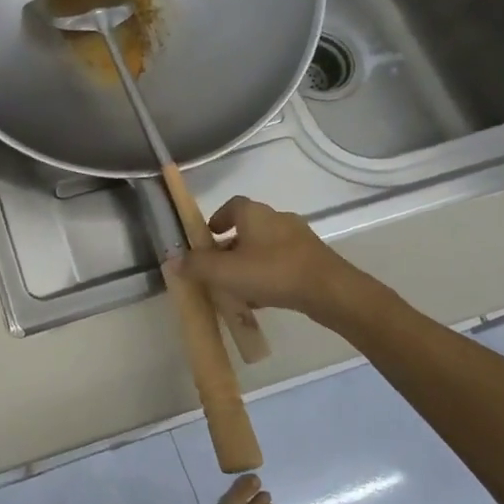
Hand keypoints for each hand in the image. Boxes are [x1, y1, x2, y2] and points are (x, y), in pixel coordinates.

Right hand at [170, 195, 377, 322]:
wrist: (330, 291)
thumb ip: (197, 266)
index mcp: (254, 213)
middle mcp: (276, 218)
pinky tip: (265, 297)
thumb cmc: (273, 272)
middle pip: (248, 228)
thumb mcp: (225, 272)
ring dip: (251, 262)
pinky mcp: (313, 258)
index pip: (231, 206)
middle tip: (219, 268)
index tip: (208, 237)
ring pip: (266, 247)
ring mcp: (298, 238)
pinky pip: (283, 262)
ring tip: (239, 288)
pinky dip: (270, 274)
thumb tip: (174, 261)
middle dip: (231, 246)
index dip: (217, 219)